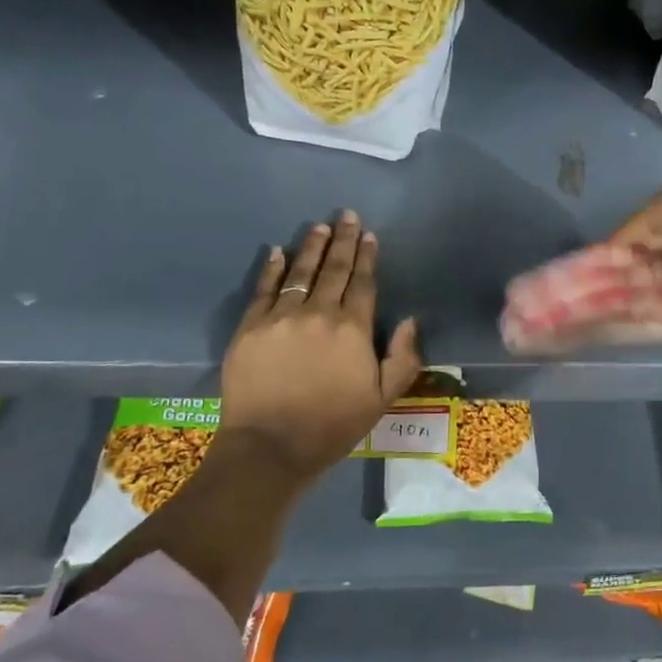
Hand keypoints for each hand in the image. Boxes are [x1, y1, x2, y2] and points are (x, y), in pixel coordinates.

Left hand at [221, 210, 421, 482]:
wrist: (271, 446)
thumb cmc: (332, 426)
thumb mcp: (381, 399)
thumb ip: (403, 358)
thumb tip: (411, 320)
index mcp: (353, 329)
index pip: (363, 283)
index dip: (367, 256)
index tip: (369, 235)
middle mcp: (319, 313)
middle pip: (334, 269)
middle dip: (343, 240)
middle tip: (346, 215)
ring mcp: (281, 317)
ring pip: (300, 272)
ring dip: (311, 247)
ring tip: (319, 227)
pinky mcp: (250, 327)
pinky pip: (263, 289)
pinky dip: (271, 268)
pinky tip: (277, 251)